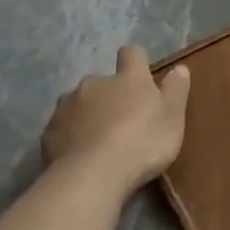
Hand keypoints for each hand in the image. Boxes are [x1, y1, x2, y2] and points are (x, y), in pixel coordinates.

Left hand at [41, 46, 190, 194]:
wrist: (92, 175)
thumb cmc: (142, 144)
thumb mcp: (173, 119)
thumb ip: (176, 91)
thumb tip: (180, 68)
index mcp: (128, 79)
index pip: (132, 54)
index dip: (137, 62)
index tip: (142, 77)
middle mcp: (94, 83)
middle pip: (103, 81)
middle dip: (111, 95)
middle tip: (123, 122)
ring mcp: (67, 105)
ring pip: (79, 102)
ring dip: (89, 113)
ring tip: (99, 140)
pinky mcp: (49, 130)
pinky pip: (63, 126)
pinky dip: (72, 135)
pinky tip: (81, 155)